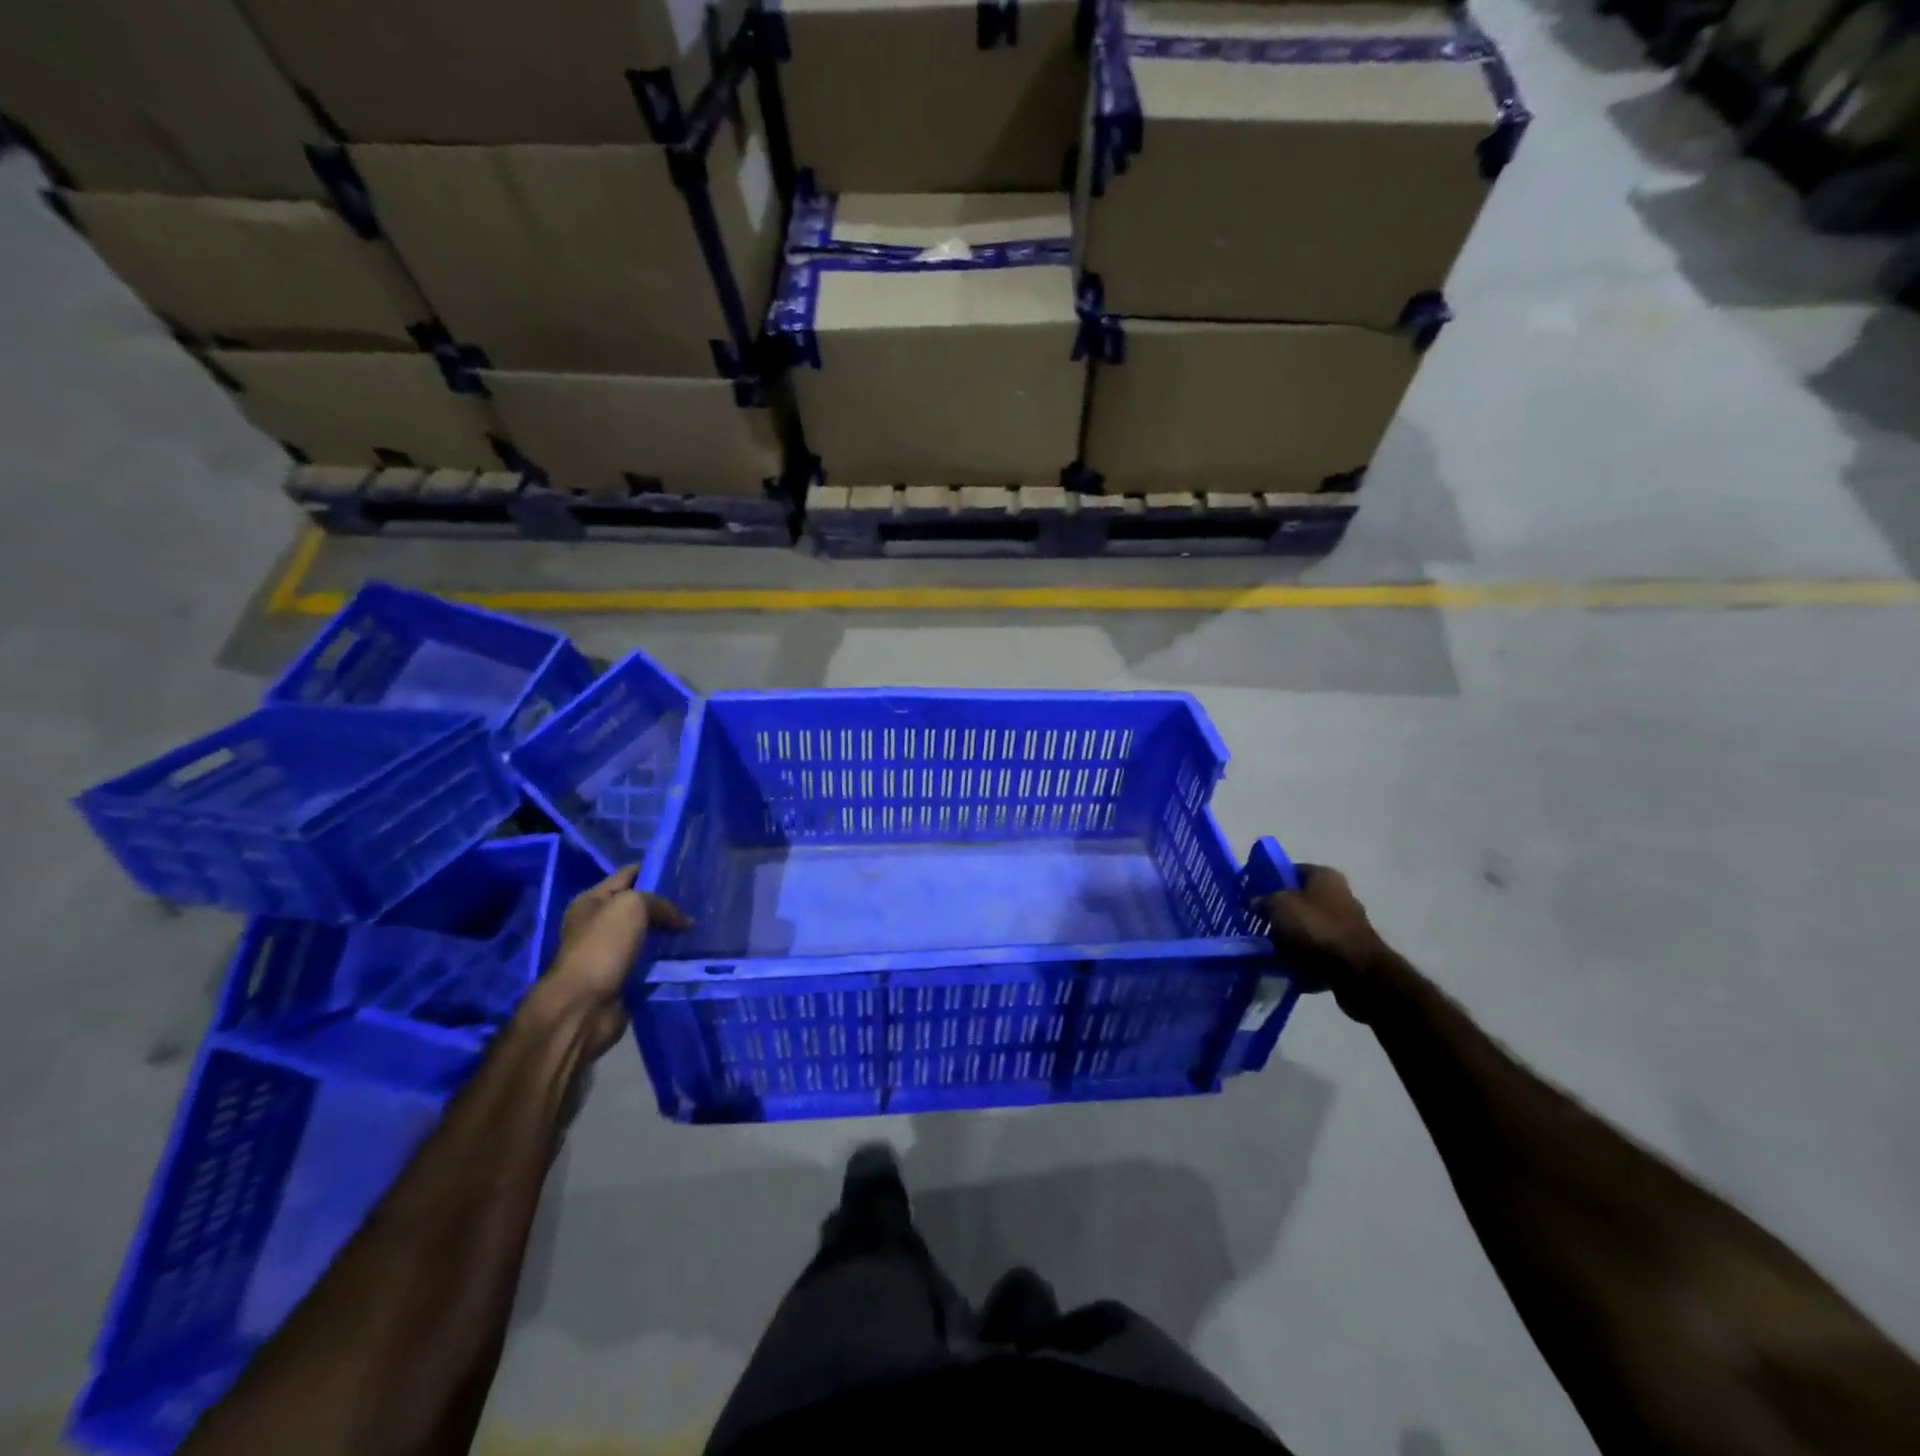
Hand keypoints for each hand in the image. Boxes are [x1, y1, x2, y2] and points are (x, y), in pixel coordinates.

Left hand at [539, 866, 690, 1058]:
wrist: (584, 1006)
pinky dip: (666, 958)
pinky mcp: (622, 977)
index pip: (629, 875)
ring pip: (648, 935)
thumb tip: (683, 920)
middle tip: (698, 902)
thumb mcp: (632, 906)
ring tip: (699, 928)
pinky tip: (688, 952)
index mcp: (591, 901)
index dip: (656, 870)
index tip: (687, 873)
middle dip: (666, 905)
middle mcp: (598, 924)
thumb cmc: (602, 946)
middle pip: (640, 906)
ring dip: (669, 933)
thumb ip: (659, 903)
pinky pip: (650, 961)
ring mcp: (609, 952)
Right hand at [1256, 865, 1392, 1021]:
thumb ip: (1264, 900)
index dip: (1271, 881)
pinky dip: (1303, 956)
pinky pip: (1317, 949)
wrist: (1356, 972)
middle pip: (1299, 900)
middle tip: (1259, 923)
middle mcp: (1339, 895)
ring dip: (1290, 937)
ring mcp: (1346, 924)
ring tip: (1268, 948)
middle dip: (1279, 912)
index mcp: (1325, 876)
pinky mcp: (1348, 950)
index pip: (1291, 870)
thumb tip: (1256, 903)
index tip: (1253, 895)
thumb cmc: (1317, 928)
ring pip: (1307, 926)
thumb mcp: (1279, 906)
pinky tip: (1286, 965)